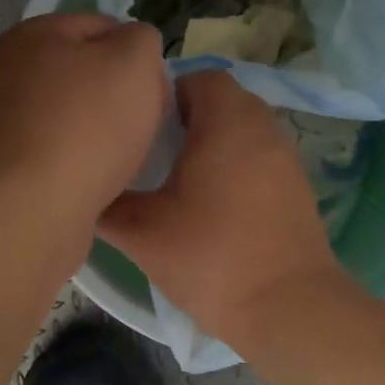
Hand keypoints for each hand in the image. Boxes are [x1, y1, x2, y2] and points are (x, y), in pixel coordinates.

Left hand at [0, 13, 167, 225]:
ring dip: (100, 129)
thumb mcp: (135, 61)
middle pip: (84, 71)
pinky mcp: (5, 163)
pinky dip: (78, 158)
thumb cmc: (87, 126)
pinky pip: (56, 149)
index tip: (156, 91)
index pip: (101, 27)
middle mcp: (7, 71)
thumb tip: (131, 49)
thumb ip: (142, 39)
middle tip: (144, 124)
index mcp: (33, 34)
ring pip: (71, 113)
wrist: (31, 209)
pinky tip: (96, 177)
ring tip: (123, 156)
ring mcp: (0, 119)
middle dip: (119, 94)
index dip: (138, 55)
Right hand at [97, 70, 348, 343]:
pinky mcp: (296, 187)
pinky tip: (210, 204)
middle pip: (220, 101)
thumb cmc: (211, 258)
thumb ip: (106, 205)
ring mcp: (285, 157)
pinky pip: (257, 157)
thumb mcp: (142, 232)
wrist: (288, 308)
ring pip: (240, 130)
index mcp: (228, 121)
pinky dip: (233, 167)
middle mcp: (263, 127)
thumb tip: (88, 190)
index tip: (138, 125)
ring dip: (210, 144)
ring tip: (175, 178)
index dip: (163, 93)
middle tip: (150, 150)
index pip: (196, 77)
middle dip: (184, 119)